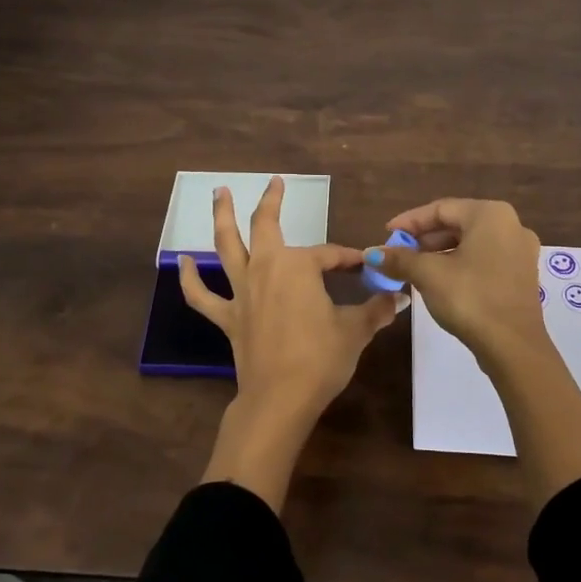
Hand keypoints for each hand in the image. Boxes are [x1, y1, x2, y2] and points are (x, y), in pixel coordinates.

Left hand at [181, 178, 398, 509]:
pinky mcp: (227, 316)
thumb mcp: (356, 331)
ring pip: (227, 246)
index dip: (349, 259)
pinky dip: (189, 278)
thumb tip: (399, 298)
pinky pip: (202, 295)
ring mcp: (242, 291)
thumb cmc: (321, 359)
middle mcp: (266, 268)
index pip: (330, 255)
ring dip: (222, 217)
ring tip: (219, 193)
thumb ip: (376, 310)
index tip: (365, 265)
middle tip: (275, 182)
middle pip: (266, 226)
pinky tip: (181, 261)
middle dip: (272, 201)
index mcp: (299, 267)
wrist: (280, 399)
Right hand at [365, 198, 548, 361]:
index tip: (387, 234)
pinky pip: (484, 259)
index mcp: (490, 214)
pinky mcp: (522, 275)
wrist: (513, 347)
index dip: (410, 221)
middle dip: (424, 238)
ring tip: (413, 267)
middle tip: (398, 252)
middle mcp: (511, 225)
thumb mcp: (428, 275)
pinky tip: (439, 280)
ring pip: (471, 242)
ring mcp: (520, 251)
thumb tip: (371, 253)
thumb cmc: (470, 298)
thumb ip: (399, 259)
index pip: (441, 209)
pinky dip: (460, 264)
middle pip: (457, 223)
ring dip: (440, 252)